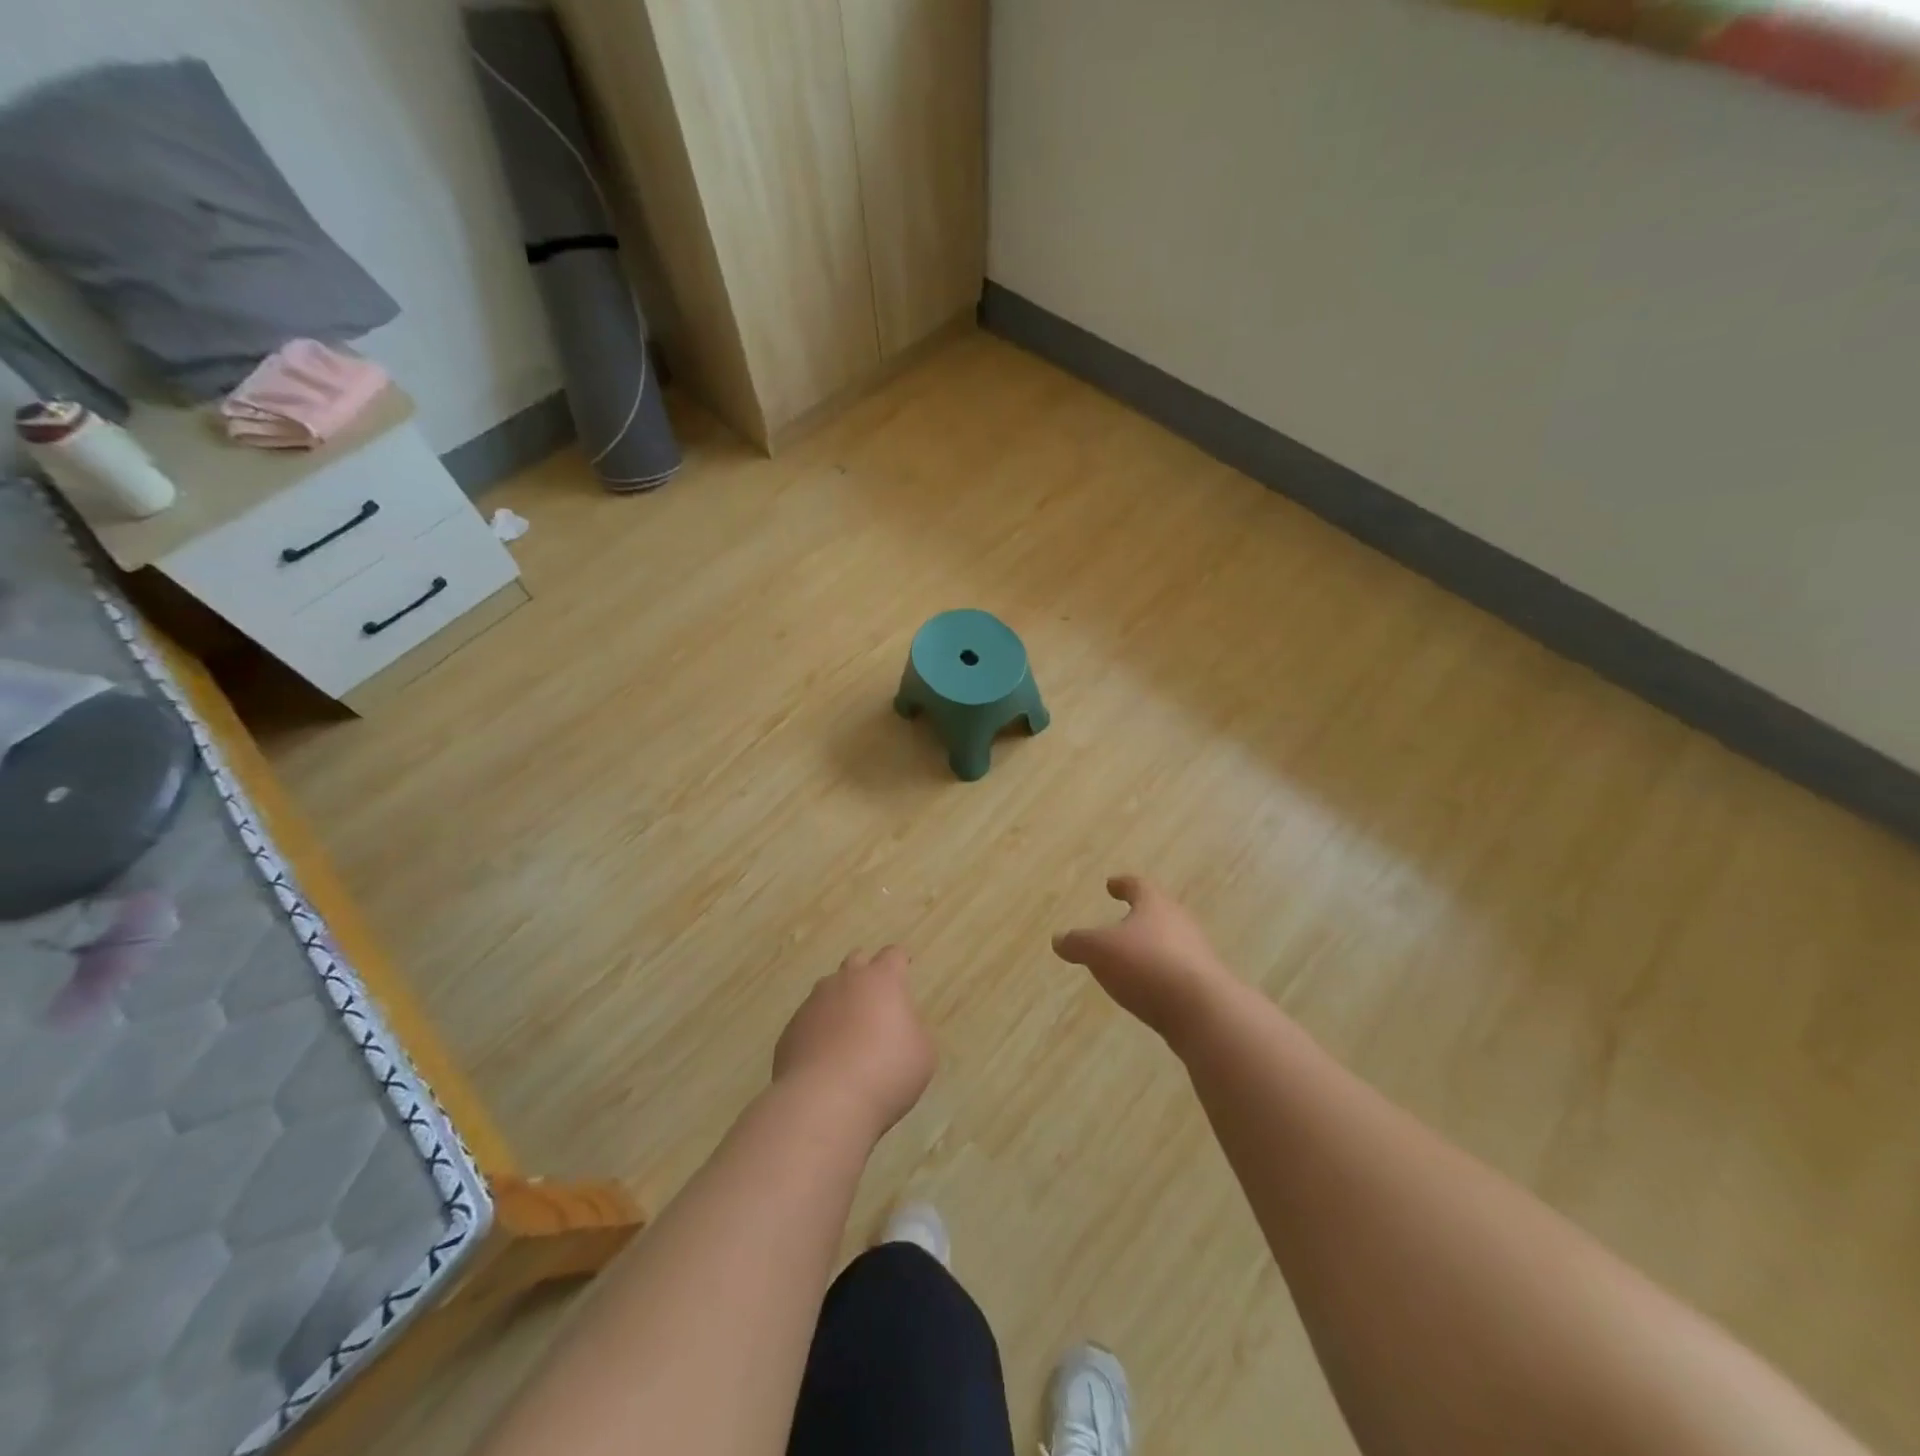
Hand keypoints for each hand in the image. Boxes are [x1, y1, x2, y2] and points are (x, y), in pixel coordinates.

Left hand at [773, 946, 935, 1140]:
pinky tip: (826, 1060)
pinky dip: (819, 1033)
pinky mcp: (790, 1031)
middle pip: (856, 961)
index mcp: (881, 980)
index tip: (903, 969)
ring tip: (848, 1034)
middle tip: (874, 998)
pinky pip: (809, 1023)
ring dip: (839, 1004)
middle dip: (865, 974)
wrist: (824, 1102)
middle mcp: (844, 982)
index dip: (899, 962)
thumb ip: (912, 1030)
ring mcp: (812, 1005)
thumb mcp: (922, 1053)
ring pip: (827, 991)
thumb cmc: (885, 1072)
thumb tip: (897, 1028)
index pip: (892, 955)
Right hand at [1053, 876, 1233, 1041]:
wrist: (1203, 1011)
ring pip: (1169, 942)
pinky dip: (1159, 973)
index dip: (1122, 884)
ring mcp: (1196, 953)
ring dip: (1150, 946)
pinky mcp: (1205, 984)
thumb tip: (1058, 939)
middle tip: (1121, 920)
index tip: (1111, 884)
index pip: (1137, 886)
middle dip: (1139, 916)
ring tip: (1130, 957)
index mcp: (1155, 905)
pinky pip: (1176, 970)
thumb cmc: (1146, 965)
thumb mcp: (1099, 951)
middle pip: (1158, 912)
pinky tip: (1147, 987)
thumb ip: (1078, 943)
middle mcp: (1180, 922)